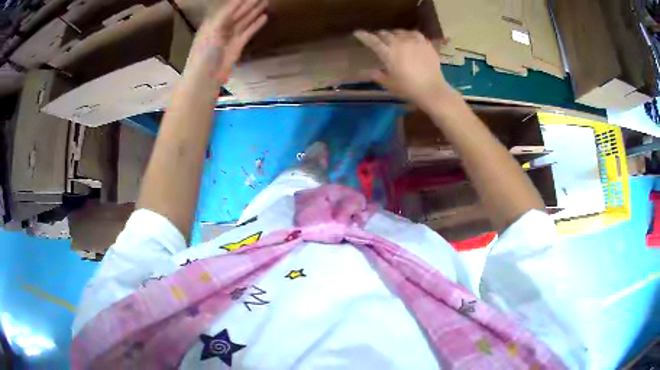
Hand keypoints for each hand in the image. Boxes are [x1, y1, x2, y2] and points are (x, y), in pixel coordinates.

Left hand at [187, 0, 267, 82]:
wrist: (206, 77)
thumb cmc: (205, 52)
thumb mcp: (213, 29)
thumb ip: (225, 13)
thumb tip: (238, 0)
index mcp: (213, 22)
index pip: (229, 7)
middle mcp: (221, 27)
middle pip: (238, 12)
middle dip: (249, 3)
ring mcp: (230, 37)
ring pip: (244, 20)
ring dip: (254, 11)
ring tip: (265, 1)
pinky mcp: (237, 46)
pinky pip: (248, 32)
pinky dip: (256, 24)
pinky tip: (264, 17)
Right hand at [354, 30, 455, 109]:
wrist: (432, 90)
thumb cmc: (409, 89)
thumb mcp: (390, 85)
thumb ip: (378, 76)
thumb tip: (368, 71)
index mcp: (388, 53)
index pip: (373, 41)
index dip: (364, 36)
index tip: (358, 33)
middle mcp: (399, 43)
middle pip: (385, 34)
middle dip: (379, 36)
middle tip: (377, 39)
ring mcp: (413, 42)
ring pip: (399, 32)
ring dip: (393, 34)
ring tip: (393, 38)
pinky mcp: (425, 43)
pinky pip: (414, 33)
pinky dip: (407, 34)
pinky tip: (408, 38)